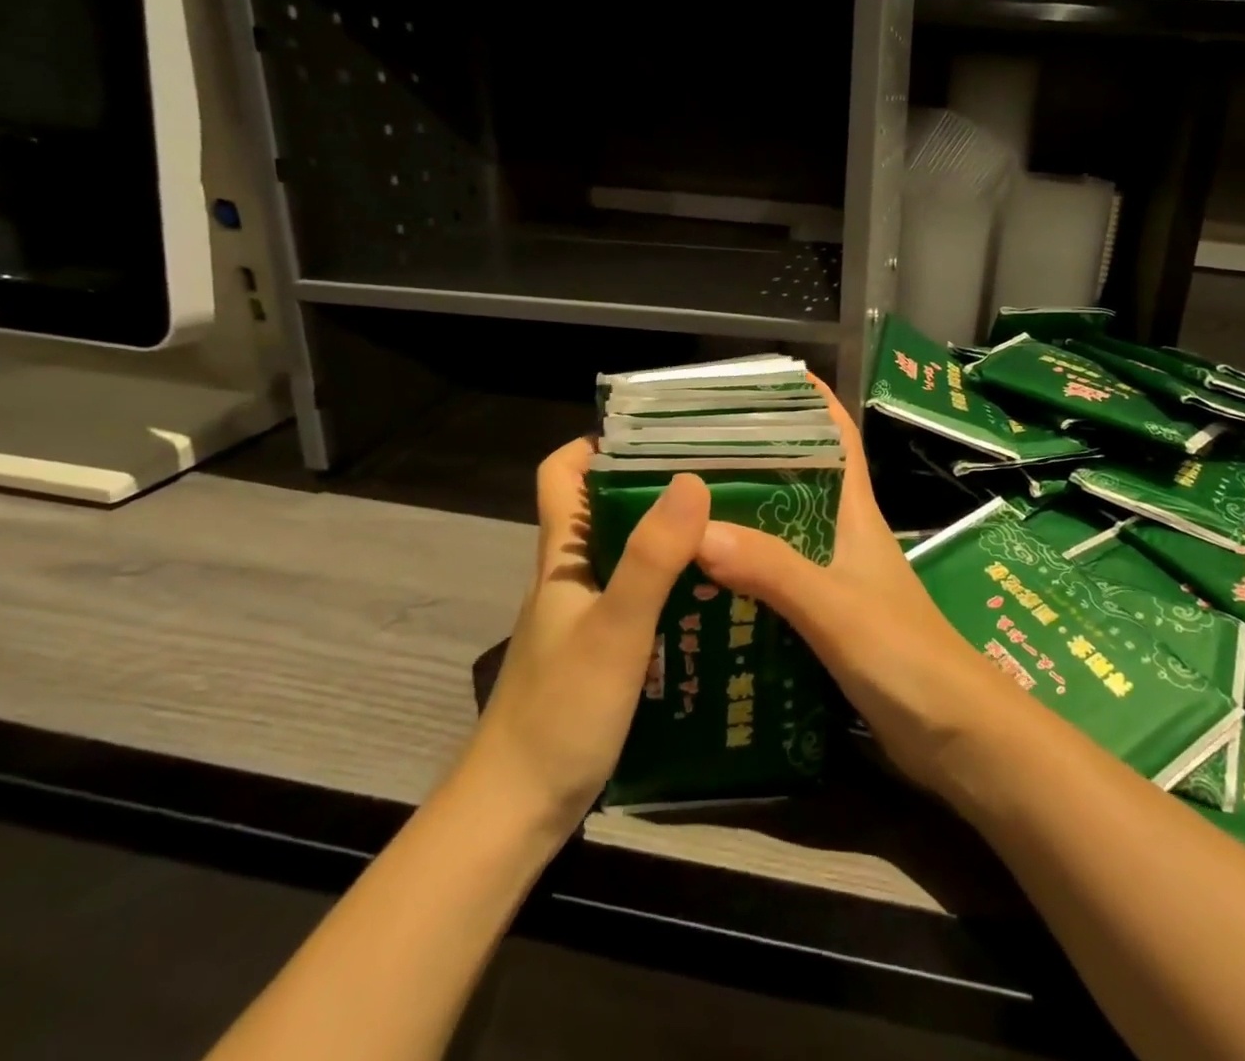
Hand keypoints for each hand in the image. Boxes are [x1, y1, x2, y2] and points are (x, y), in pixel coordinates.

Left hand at [459, 438, 710, 835]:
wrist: (516, 810)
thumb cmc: (561, 711)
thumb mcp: (615, 628)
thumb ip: (652, 557)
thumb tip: (692, 480)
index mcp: (563, 557)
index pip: (561, 475)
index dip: (596, 444)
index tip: (656, 434)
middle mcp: (570, 577)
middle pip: (603, 510)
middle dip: (652, 486)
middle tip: (718, 478)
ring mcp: (583, 617)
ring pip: (625, 556)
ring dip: (668, 538)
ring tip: (728, 531)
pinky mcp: (599, 653)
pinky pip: (638, 598)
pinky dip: (671, 586)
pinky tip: (713, 600)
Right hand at [694, 378, 1014, 796]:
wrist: (958, 737)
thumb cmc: (906, 657)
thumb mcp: (836, 608)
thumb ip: (774, 570)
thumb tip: (699, 531)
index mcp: (856, 514)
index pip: (837, 438)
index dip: (809, 402)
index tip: (762, 380)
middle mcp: (846, 537)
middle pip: (800, 481)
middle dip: (754, 461)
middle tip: (689, 454)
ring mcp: (840, 580)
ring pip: (785, 533)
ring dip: (745, 521)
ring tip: (683, 515)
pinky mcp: (832, 621)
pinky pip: (782, 583)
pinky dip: (748, 577)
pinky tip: (707, 587)